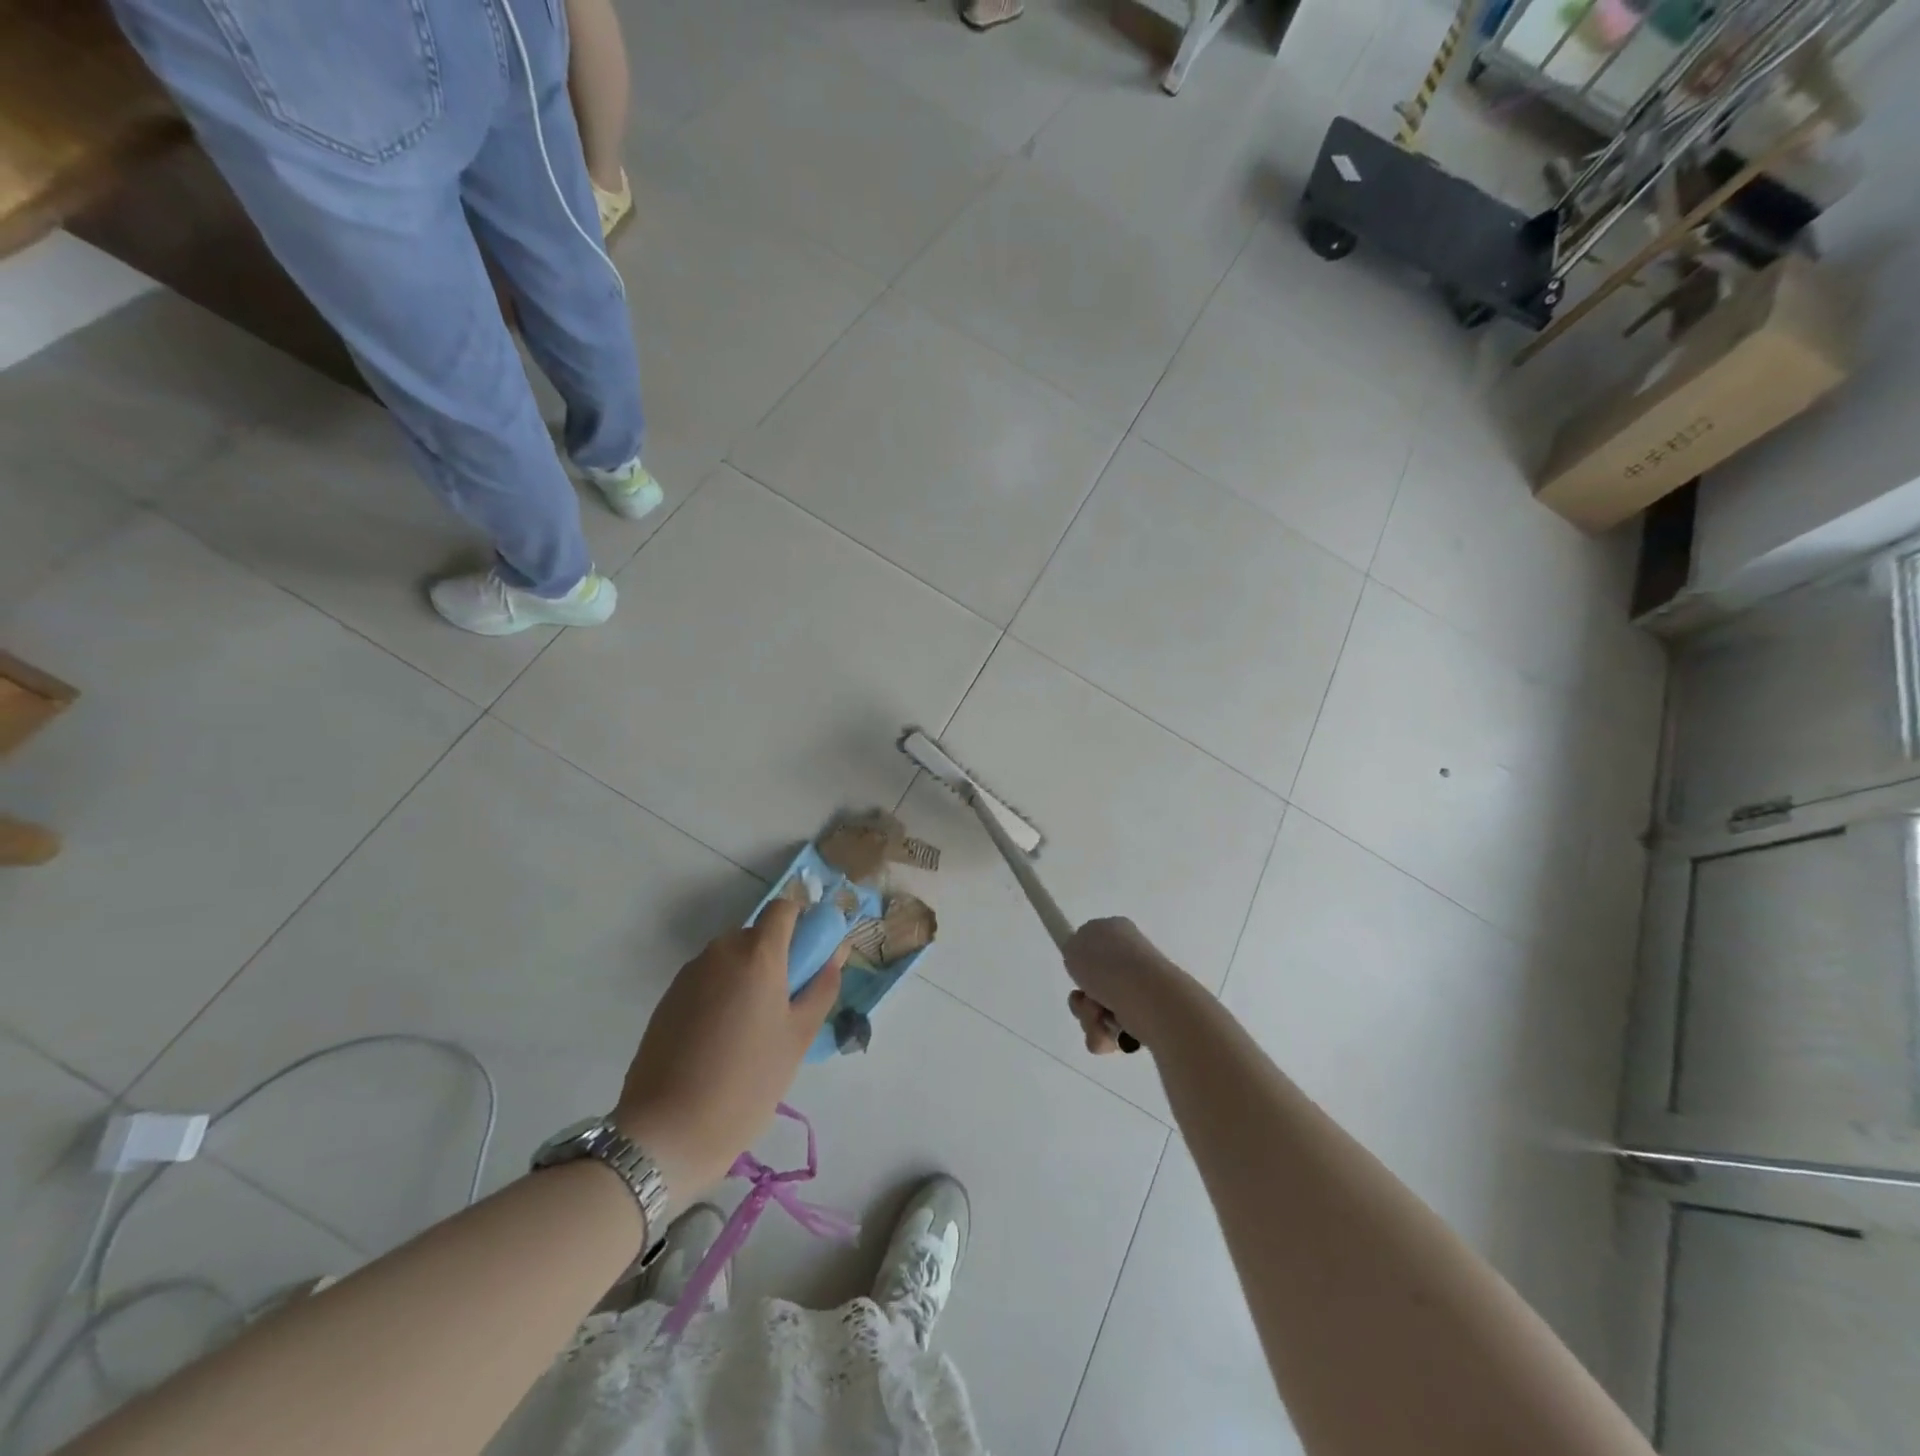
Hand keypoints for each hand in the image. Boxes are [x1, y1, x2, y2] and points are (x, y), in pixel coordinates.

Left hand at [614, 900, 844, 1199]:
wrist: (667, 1132)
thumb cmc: (748, 1082)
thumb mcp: (798, 1037)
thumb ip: (822, 987)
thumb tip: (836, 953)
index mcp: (758, 954)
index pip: (783, 908)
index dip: (800, 923)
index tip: (809, 957)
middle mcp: (721, 951)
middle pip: (756, 935)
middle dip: (775, 958)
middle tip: (784, 1005)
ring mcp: (689, 974)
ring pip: (730, 959)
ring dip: (746, 976)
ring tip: (750, 1030)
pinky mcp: (667, 998)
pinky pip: (707, 980)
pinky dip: (721, 994)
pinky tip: (720, 1041)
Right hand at [1063, 917, 1193, 1054]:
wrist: (1147, 997)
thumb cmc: (1107, 965)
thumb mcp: (1074, 945)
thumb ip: (1073, 950)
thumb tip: (1086, 964)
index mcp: (1118, 932)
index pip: (1093, 945)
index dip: (1081, 961)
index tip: (1078, 972)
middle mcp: (1131, 958)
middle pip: (1092, 983)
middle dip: (1082, 999)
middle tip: (1085, 999)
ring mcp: (1140, 989)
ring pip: (1098, 1010)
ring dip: (1089, 1018)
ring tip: (1099, 1017)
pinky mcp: (1146, 1018)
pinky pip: (1111, 1031)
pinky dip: (1104, 1035)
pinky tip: (1111, 1034)